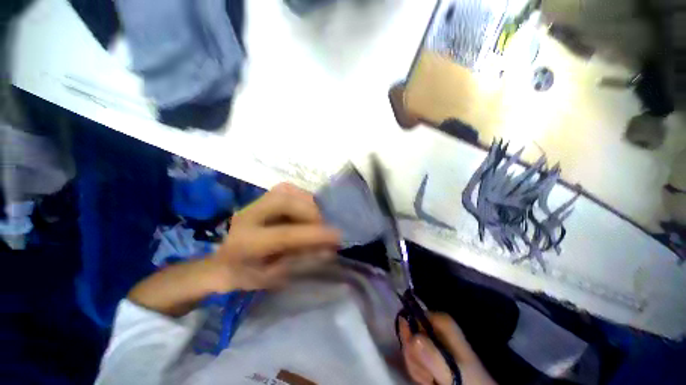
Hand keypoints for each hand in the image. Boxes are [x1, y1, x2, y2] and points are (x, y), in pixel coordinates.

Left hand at [210, 182, 340, 290]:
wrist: (220, 261)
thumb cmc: (245, 274)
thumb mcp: (272, 277)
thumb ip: (300, 261)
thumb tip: (329, 250)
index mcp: (245, 242)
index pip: (285, 234)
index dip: (313, 234)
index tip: (337, 237)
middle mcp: (248, 215)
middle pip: (285, 202)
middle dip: (311, 214)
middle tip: (320, 228)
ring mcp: (255, 202)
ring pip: (288, 191)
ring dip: (307, 205)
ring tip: (313, 221)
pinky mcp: (262, 197)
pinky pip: (289, 190)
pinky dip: (302, 198)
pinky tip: (304, 211)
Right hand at [400, 313, 496, 384]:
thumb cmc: (467, 381)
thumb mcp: (451, 370)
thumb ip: (432, 354)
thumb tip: (413, 337)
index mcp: (439, 321)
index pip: (410, 318)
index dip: (409, 338)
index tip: (421, 360)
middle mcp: (433, 325)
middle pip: (408, 334)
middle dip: (414, 357)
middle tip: (429, 375)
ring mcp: (431, 338)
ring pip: (409, 347)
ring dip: (417, 367)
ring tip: (433, 380)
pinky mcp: (430, 350)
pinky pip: (414, 357)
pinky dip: (419, 371)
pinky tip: (431, 380)